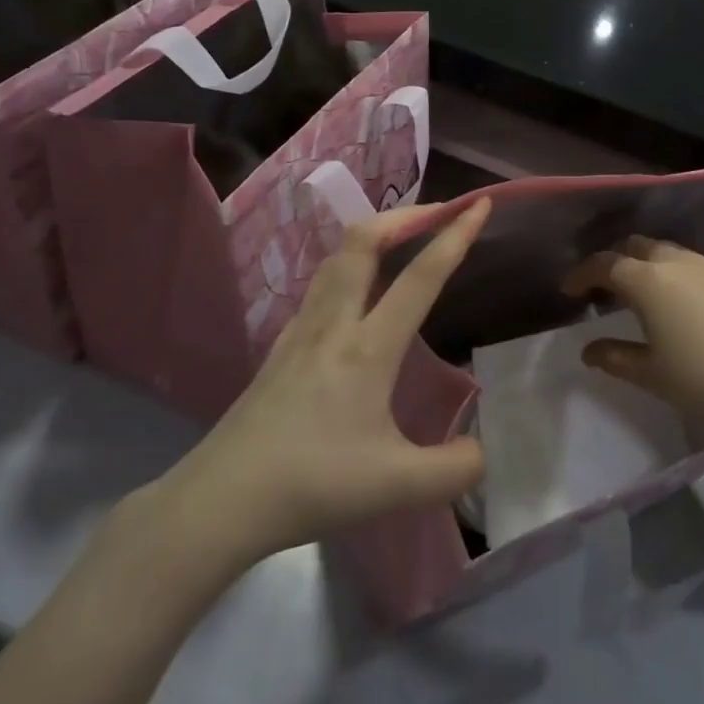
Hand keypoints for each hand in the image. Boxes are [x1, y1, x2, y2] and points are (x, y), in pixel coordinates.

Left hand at [153, 201, 490, 566]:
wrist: (222, 499)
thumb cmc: (313, 484)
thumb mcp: (398, 487)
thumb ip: (454, 470)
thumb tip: (482, 452)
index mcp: (368, 347)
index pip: (420, 277)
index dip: (454, 235)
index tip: (479, 204)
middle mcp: (334, 324)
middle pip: (363, 241)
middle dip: (405, 215)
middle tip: (438, 213)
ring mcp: (300, 331)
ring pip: (336, 259)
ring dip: (373, 236)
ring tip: (400, 240)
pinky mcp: (279, 348)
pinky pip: (318, 288)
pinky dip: (346, 268)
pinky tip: (353, 295)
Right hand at [564, 237, 703, 448]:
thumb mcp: (651, 373)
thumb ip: (614, 357)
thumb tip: (589, 350)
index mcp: (647, 280)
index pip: (605, 264)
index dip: (582, 274)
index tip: (570, 291)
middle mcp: (676, 262)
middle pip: (636, 246)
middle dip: (615, 261)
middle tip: (605, 289)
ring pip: (666, 251)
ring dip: (646, 264)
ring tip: (641, 294)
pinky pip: (692, 264)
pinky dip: (674, 273)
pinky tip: (681, 304)